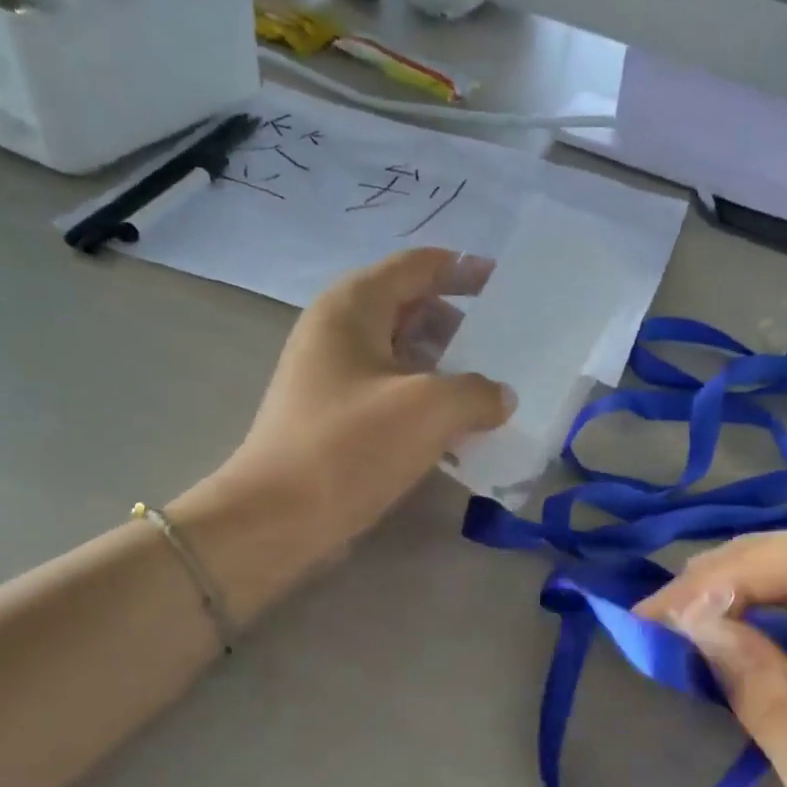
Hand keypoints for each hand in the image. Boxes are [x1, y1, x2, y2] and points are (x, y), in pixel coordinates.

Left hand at [174, 249, 509, 624]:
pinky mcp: (336, 421)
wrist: (278, 519)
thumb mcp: (429, 409)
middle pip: (411, 311)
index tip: (507, 286)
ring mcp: (333, 379)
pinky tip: (459, 433)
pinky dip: (426, 405)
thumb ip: (478, 392)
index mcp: (353, 307)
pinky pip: (392, 397)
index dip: (464, 269)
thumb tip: (500, 397)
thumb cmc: (350, 447)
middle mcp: (338, 333)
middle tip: (508, 350)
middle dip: (461, 326)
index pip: (417, 267)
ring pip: (403, 359)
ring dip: (447, 371)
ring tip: (492, 394)